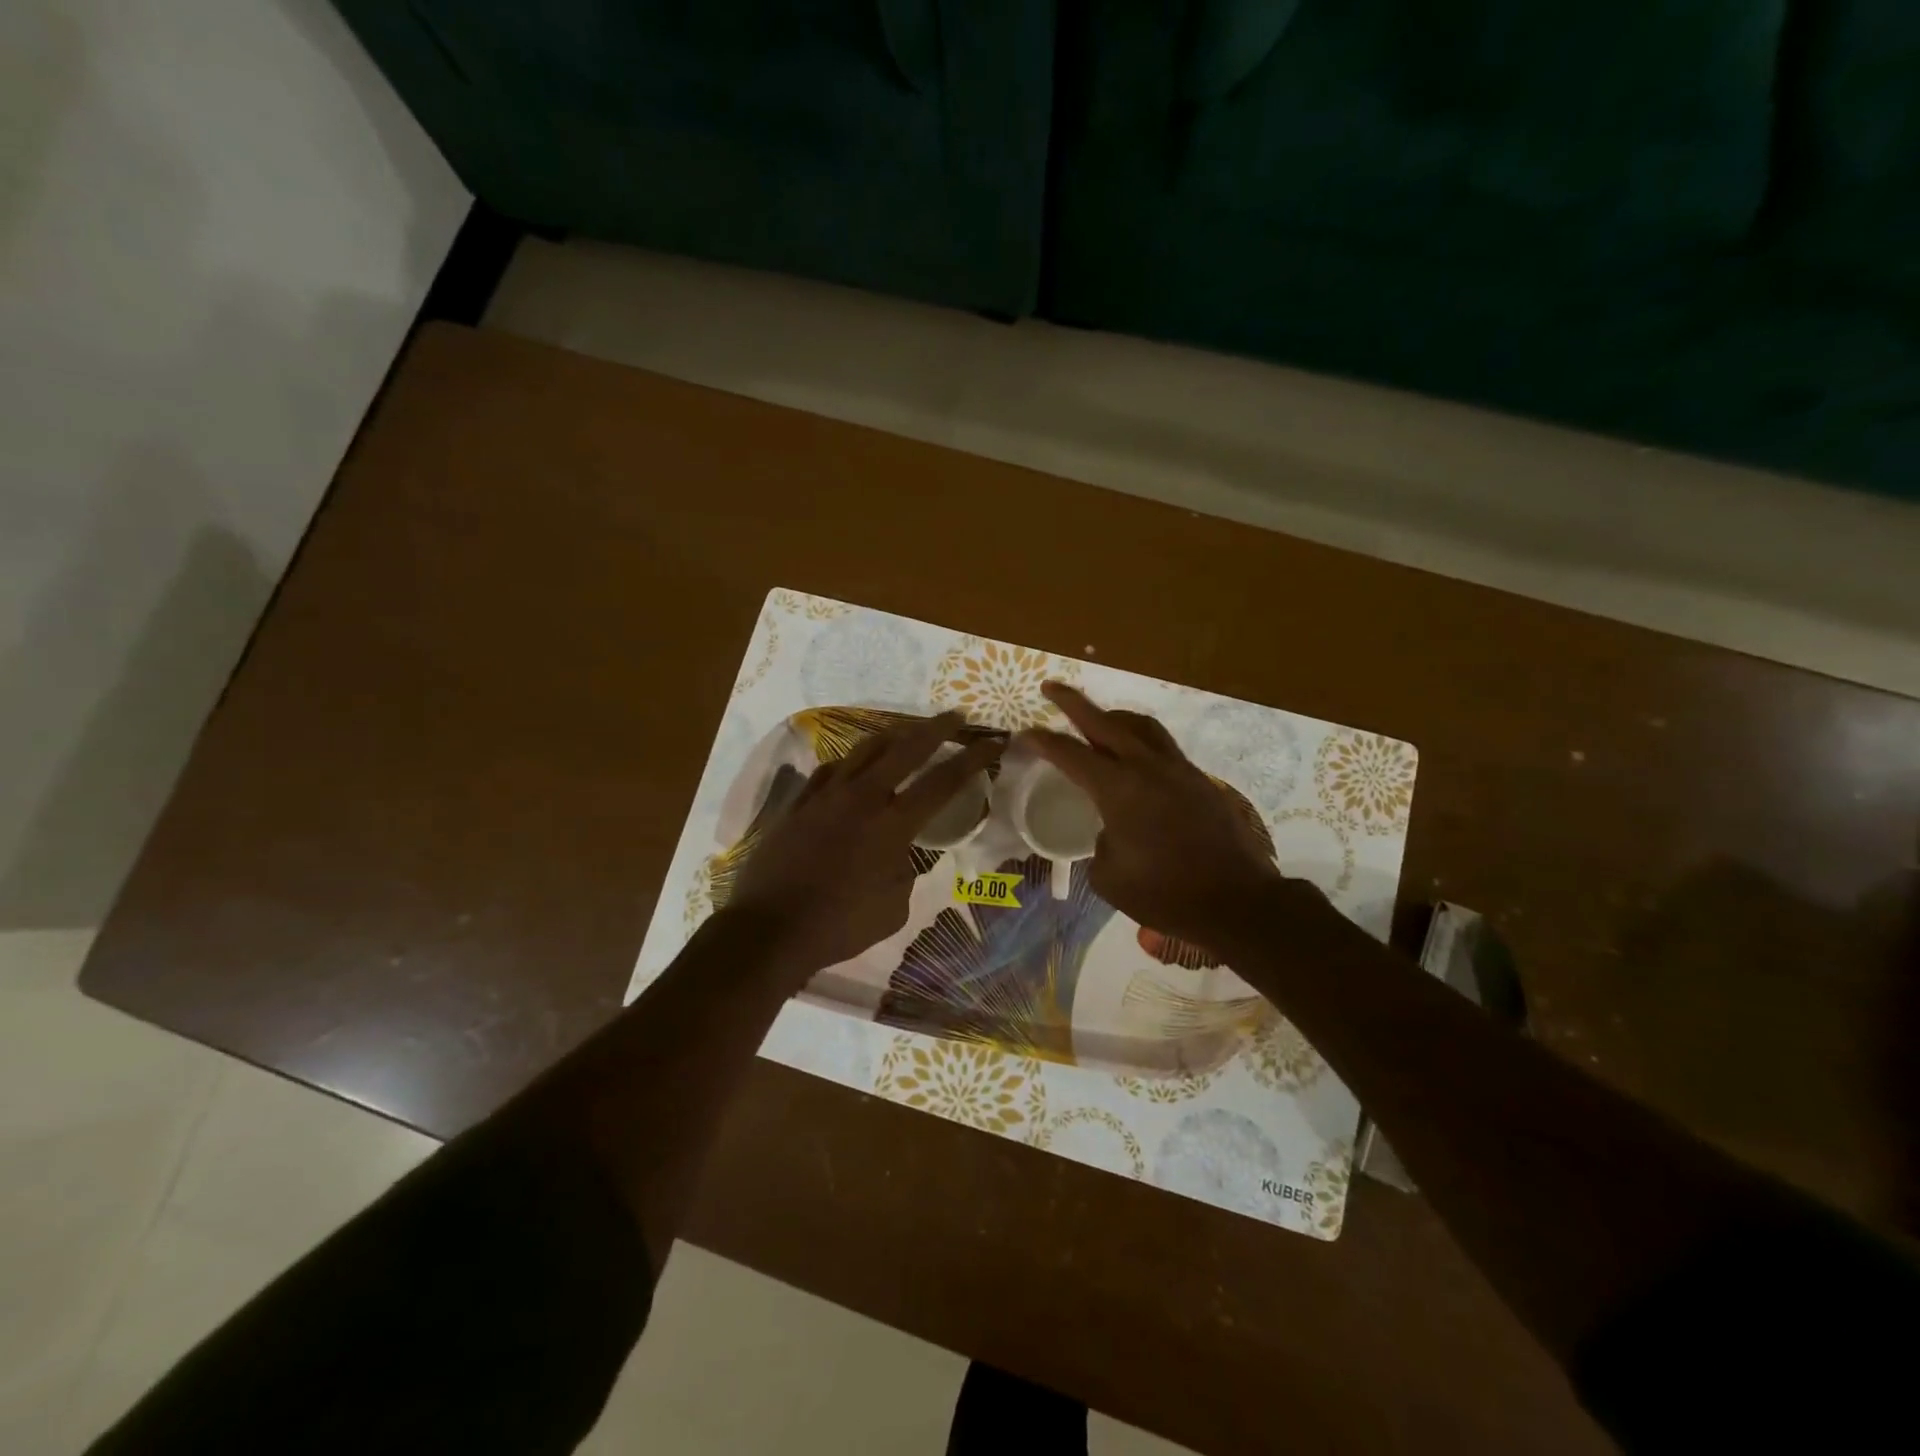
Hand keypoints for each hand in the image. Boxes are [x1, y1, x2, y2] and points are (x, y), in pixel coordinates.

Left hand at [728, 713, 1000, 973]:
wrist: (769, 929)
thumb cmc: (838, 926)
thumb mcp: (893, 909)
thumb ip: (906, 873)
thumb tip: (904, 856)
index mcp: (893, 825)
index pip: (943, 781)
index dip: (972, 759)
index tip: (993, 741)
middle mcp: (862, 798)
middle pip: (906, 748)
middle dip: (937, 728)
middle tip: (956, 716)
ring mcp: (827, 795)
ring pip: (865, 749)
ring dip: (894, 735)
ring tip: (908, 731)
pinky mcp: (800, 802)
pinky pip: (831, 769)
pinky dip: (852, 761)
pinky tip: (856, 765)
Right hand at [1020, 682, 1295, 949]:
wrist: (1237, 902)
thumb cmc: (1165, 894)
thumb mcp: (1110, 877)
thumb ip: (1100, 845)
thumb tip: (1110, 832)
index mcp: (1119, 789)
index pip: (1071, 754)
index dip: (1044, 741)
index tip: (1025, 732)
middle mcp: (1148, 768)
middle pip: (1105, 722)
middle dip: (1074, 703)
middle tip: (1052, 687)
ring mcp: (1179, 770)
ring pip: (1142, 726)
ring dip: (1114, 716)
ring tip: (1099, 720)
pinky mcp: (1200, 781)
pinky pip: (1164, 747)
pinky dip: (1141, 741)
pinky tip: (1136, 761)